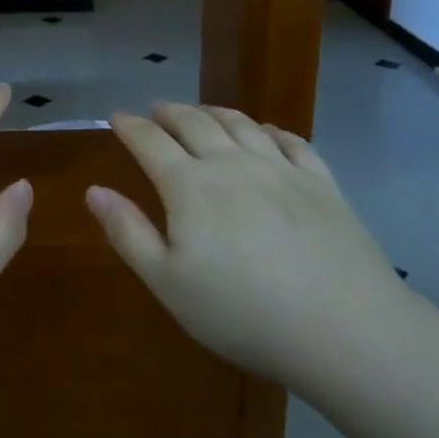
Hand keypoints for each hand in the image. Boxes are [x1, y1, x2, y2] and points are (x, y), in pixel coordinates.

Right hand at [87, 103, 406, 387]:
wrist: (344, 328)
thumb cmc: (243, 313)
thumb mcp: (169, 283)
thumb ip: (128, 233)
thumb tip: (94, 191)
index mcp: (189, 186)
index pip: (150, 142)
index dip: (130, 126)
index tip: (117, 116)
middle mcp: (232, 163)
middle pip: (194, 123)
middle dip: (169, 112)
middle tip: (156, 109)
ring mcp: (280, 168)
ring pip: (240, 124)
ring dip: (214, 111)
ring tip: (202, 111)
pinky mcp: (321, 182)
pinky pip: (291, 140)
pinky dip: (270, 129)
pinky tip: (266, 132)